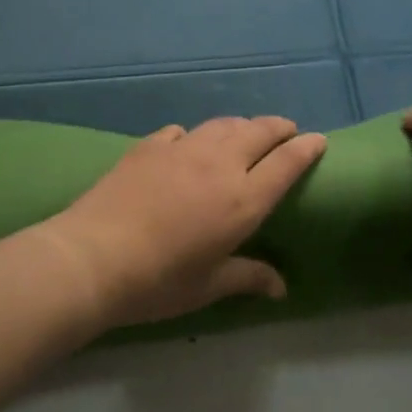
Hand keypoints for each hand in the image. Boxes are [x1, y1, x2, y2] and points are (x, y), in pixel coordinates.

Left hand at [35, 117, 326, 328]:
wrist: (94, 257)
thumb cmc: (159, 281)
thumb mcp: (208, 286)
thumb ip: (248, 277)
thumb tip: (281, 288)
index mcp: (243, 200)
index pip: (287, 163)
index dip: (306, 148)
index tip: (318, 140)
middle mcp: (220, 165)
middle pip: (260, 131)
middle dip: (279, 128)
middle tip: (286, 132)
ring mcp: (183, 149)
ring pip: (224, 124)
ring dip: (242, 126)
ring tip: (245, 134)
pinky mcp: (151, 145)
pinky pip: (183, 131)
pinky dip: (195, 135)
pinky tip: (187, 144)